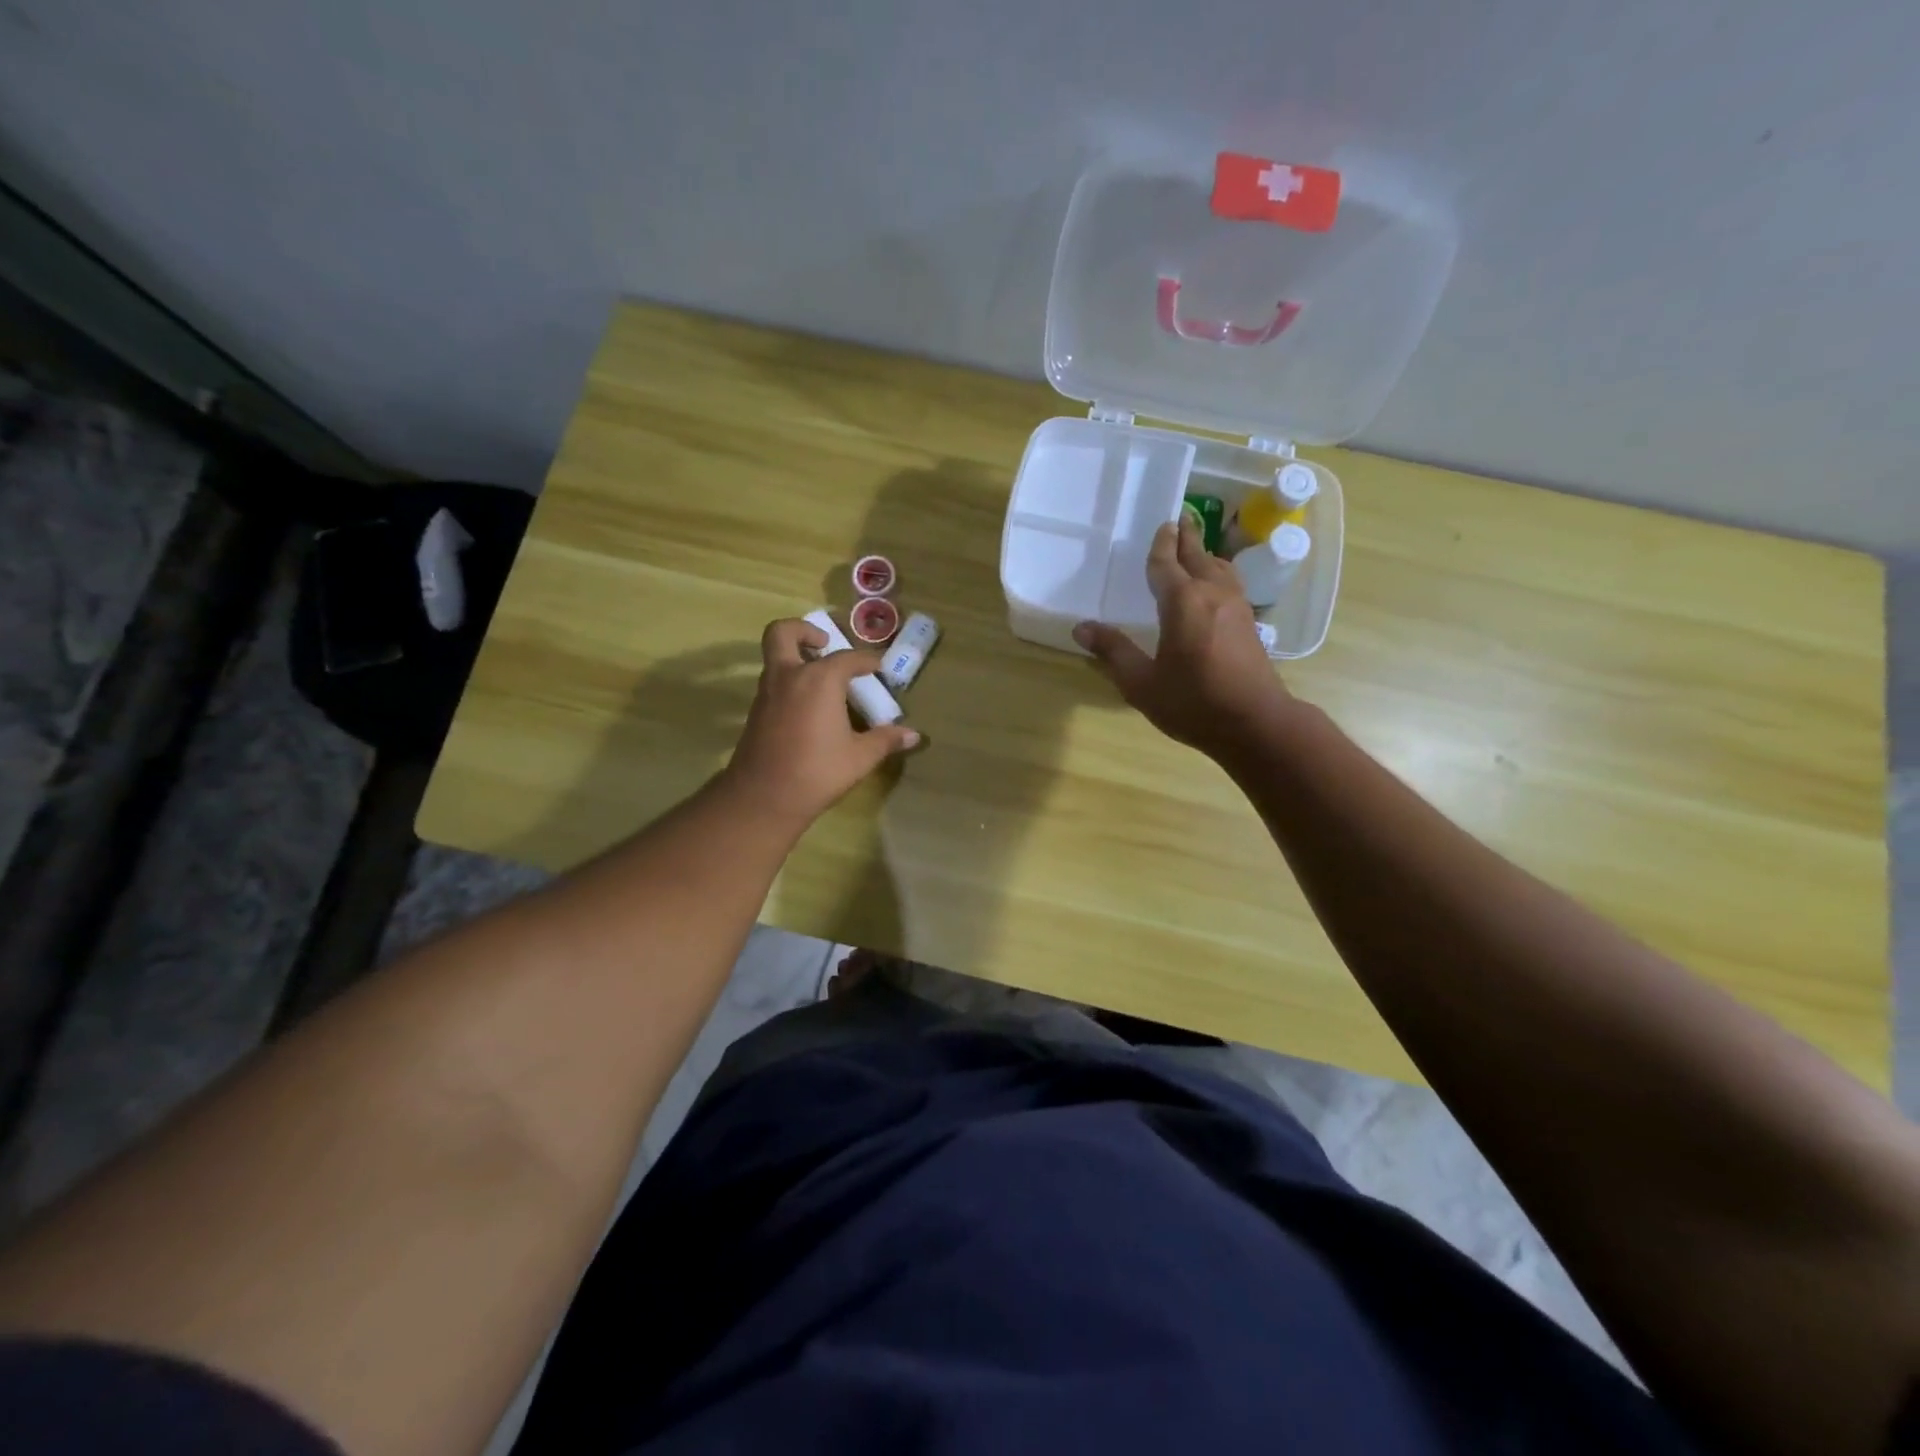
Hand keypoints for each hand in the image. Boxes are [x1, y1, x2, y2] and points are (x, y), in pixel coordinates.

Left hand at [722, 618, 920, 824]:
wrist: (763, 797)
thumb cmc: (817, 771)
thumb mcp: (860, 757)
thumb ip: (885, 740)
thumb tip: (913, 735)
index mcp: (819, 679)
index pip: (848, 658)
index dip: (867, 660)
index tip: (879, 667)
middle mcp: (789, 675)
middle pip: (785, 633)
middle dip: (804, 631)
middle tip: (824, 643)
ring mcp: (768, 692)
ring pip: (776, 657)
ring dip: (797, 657)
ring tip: (825, 680)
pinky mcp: (757, 711)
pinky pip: (774, 681)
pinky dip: (791, 681)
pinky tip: (812, 707)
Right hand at [1074, 515, 1294, 759]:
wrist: (1255, 723)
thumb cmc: (1193, 702)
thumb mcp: (1142, 683)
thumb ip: (1114, 652)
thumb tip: (1082, 628)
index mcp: (1182, 602)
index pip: (1167, 563)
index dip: (1161, 545)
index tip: (1162, 523)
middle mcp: (1212, 594)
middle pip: (1198, 556)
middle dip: (1188, 537)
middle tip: (1181, 518)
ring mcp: (1237, 607)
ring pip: (1220, 568)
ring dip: (1206, 554)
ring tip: (1197, 549)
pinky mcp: (1250, 623)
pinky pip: (1231, 583)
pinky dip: (1219, 573)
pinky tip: (1216, 586)